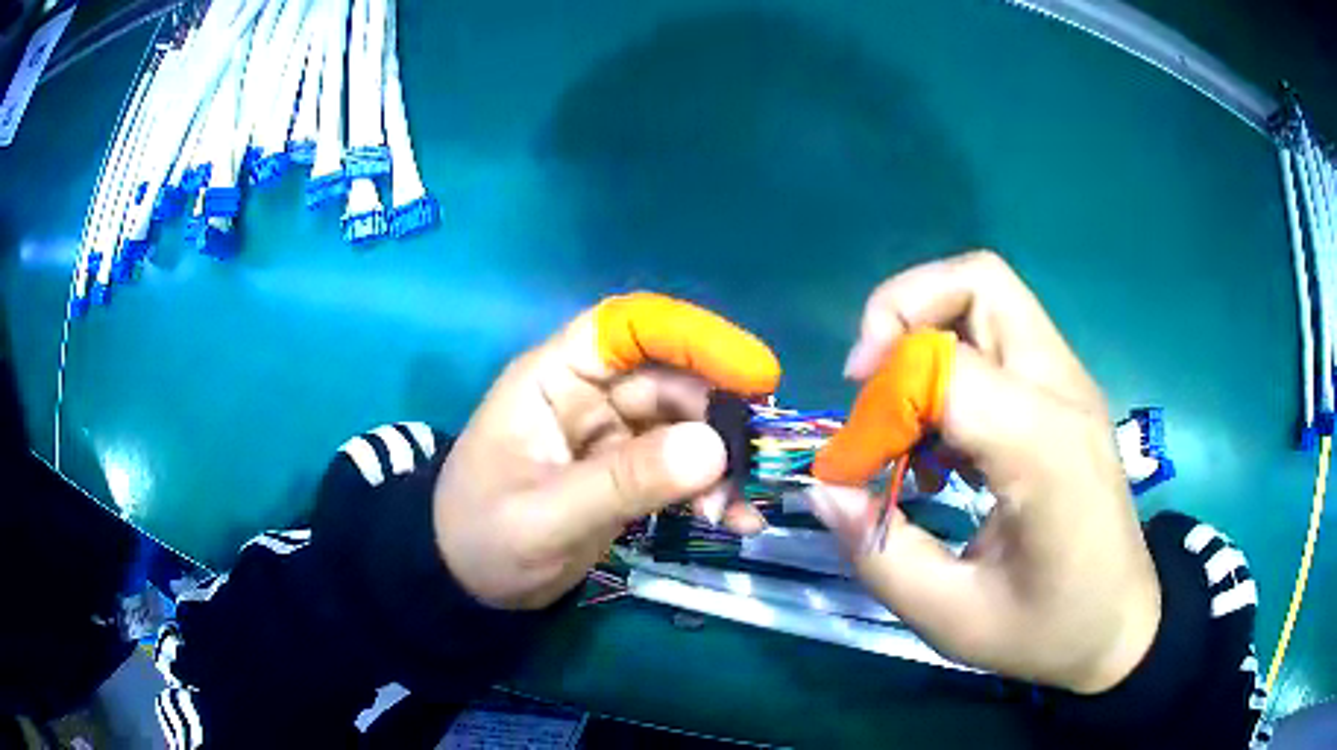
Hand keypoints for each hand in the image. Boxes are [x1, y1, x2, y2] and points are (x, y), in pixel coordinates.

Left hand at [433, 293, 779, 609]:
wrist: (468, 585)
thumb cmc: (484, 537)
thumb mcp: (547, 515)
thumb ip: (624, 482)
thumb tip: (713, 448)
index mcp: (554, 377)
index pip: (627, 327)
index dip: (692, 337)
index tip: (753, 374)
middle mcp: (589, 394)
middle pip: (671, 379)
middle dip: (718, 417)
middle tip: (752, 464)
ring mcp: (612, 435)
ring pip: (685, 426)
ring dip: (721, 461)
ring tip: (737, 508)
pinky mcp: (628, 473)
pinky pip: (681, 468)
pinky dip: (711, 489)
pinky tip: (735, 520)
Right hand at [808, 251, 1160, 694]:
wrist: (1124, 623)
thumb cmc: (1049, 629)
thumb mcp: (953, 618)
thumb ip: (880, 552)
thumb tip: (826, 487)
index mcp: (1044, 447)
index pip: (945, 366)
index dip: (879, 403)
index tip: (851, 463)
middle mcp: (1062, 389)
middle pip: (976, 280)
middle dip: (902, 314)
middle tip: (869, 384)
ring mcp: (1069, 382)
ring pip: (986, 295)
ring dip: (926, 333)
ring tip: (903, 415)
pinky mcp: (1065, 392)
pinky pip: (998, 334)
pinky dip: (951, 360)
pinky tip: (941, 439)